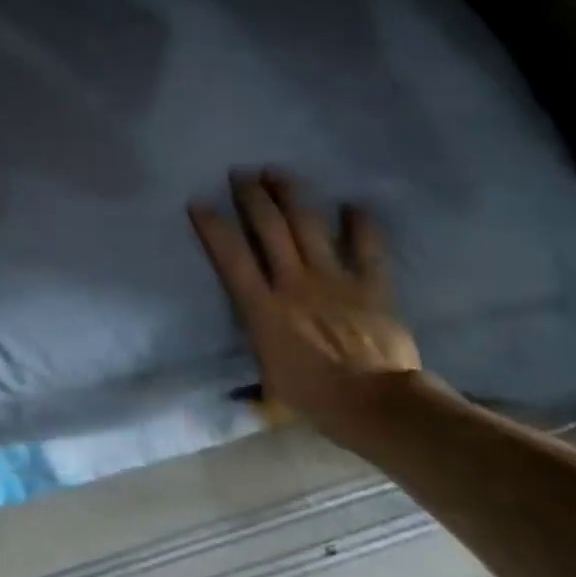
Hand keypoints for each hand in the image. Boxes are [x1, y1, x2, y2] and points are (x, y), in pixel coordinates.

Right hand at [190, 169, 424, 450]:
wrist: (376, 405)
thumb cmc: (315, 398)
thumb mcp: (270, 381)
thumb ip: (258, 356)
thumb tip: (240, 374)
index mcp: (264, 308)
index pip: (232, 258)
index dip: (213, 227)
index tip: (199, 201)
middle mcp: (294, 283)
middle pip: (269, 228)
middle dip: (252, 197)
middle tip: (241, 173)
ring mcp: (334, 279)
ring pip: (308, 225)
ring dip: (291, 195)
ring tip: (277, 172)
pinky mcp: (370, 284)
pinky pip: (366, 246)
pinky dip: (360, 223)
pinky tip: (353, 204)